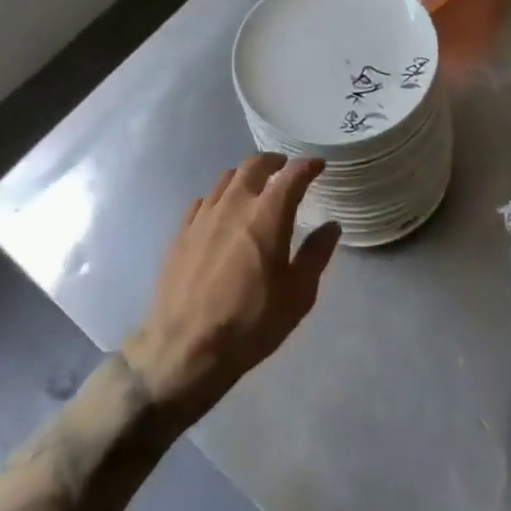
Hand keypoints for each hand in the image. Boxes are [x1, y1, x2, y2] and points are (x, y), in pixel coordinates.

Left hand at [121, 155, 340, 425]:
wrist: (184, 349)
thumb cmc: (250, 323)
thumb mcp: (297, 295)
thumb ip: (316, 255)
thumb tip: (331, 227)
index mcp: (267, 215)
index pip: (292, 175)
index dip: (307, 166)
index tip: (318, 165)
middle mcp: (234, 204)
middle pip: (254, 165)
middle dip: (273, 161)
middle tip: (283, 168)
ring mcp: (203, 215)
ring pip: (225, 178)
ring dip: (244, 176)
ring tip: (253, 186)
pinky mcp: (180, 232)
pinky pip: (202, 201)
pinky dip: (218, 198)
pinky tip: (219, 212)